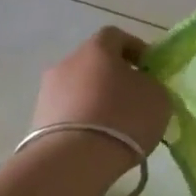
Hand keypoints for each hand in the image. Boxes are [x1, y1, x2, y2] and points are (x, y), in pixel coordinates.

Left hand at [31, 28, 171, 156]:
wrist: (74, 160)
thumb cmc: (123, 117)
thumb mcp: (158, 97)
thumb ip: (151, 84)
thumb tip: (140, 85)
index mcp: (97, 48)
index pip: (116, 36)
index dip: (135, 49)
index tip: (149, 69)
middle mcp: (67, 62)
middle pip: (94, 62)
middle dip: (113, 76)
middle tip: (132, 98)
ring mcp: (48, 91)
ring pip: (78, 88)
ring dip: (95, 99)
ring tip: (114, 125)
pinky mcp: (38, 119)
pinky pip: (67, 112)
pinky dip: (82, 119)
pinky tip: (96, 139)